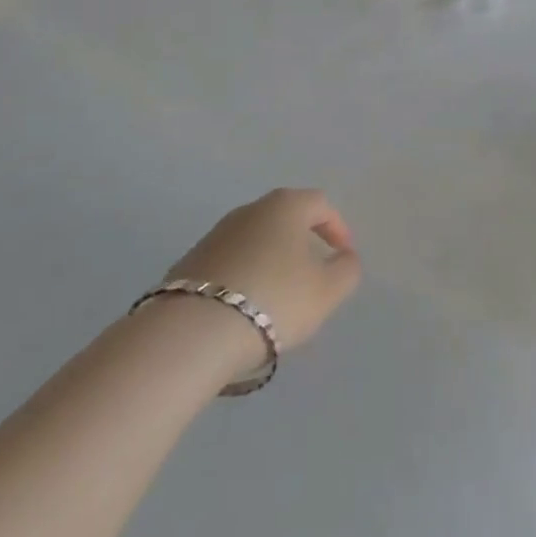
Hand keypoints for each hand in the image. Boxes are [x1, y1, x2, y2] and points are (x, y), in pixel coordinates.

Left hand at [167, 188, 361, 354]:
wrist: (191, 332)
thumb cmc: (272, 300)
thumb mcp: (326, 291)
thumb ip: (346, 271)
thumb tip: (345, 258)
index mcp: (286, 205)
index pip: (320, 204)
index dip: (337, 228)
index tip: (342, 256)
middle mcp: (250, 209)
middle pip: (285, 219)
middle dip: (301, 244)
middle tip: (311, 276)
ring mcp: (215, 234)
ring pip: (255, 241)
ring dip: (270, 262)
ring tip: (276, 299)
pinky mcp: (189, 263)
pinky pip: (229, 264)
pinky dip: (243, 278)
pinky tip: (242, 310)